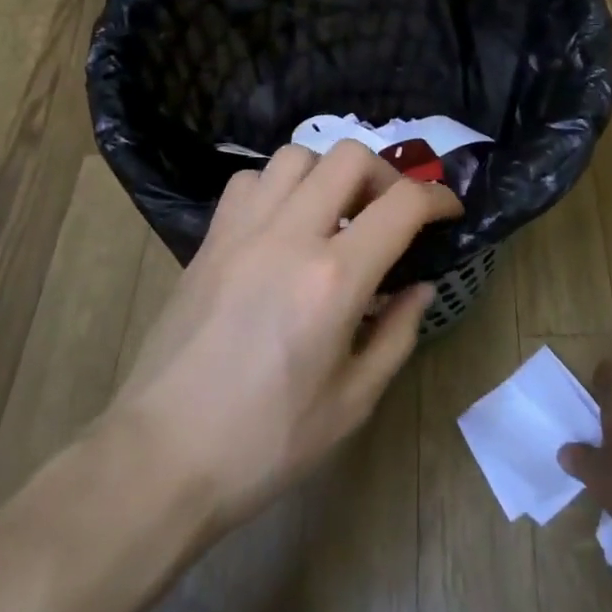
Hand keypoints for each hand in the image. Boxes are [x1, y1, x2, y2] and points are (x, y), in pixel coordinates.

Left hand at [110, 140, 461, 528]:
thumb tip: (420, 287)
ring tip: (337, 214)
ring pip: (296, 156)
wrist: (162, 455)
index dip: (438, 198)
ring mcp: (243, 231)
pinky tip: (283, 225)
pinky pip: (250, 181)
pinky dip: (278, 187)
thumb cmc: (266, 441)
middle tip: (392, 213)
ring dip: (329, 174)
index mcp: (334, 279)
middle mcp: (290, 236)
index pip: (402, 205)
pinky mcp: (210, 240)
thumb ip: (397, 334)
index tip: (449, 210)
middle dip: (385, 175)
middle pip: (349, 156)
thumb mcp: (353, 401)